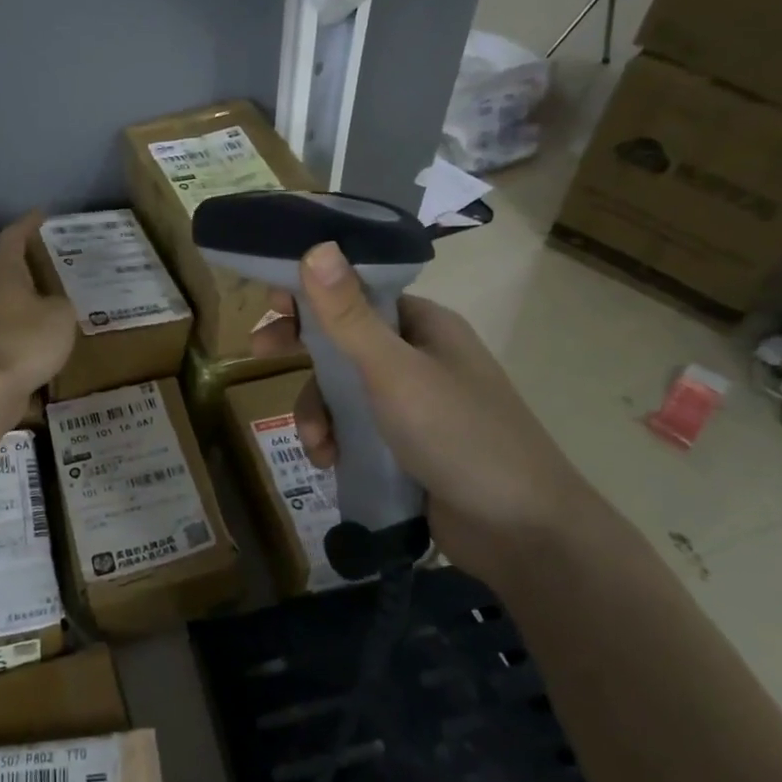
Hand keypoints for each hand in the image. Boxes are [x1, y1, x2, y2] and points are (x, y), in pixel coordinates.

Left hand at [0, 213, 76, 404]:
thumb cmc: (26, 341)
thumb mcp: (61, 316)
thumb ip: (61, 303)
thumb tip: (53, 305)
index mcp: (4, 273)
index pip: (13, 237)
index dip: (28, 224)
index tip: (41, 215)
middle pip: (5, 266)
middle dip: (26, 260)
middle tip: (50, 258)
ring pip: (4, 297)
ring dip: (24, 294)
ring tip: (51, 295)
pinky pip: (5, 324)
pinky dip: (22, 322)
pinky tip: (41, 332)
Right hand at [252, 243, 591, 577]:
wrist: (522, 534)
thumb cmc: (460, 435)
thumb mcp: (394, 372)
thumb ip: (349, 316)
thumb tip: (317, 247)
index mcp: (423, 325)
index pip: (357, 292)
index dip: (312, 294)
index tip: (271, 305)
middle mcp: (417, 357)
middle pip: (343, 340)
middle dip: (303, 353)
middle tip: (259, 353)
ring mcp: (412, 404)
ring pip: (342, 390)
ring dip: (317, 411)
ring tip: (317, 444)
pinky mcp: (404, 446)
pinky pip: (354, 429)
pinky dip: (335, 441)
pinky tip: (330, 463)